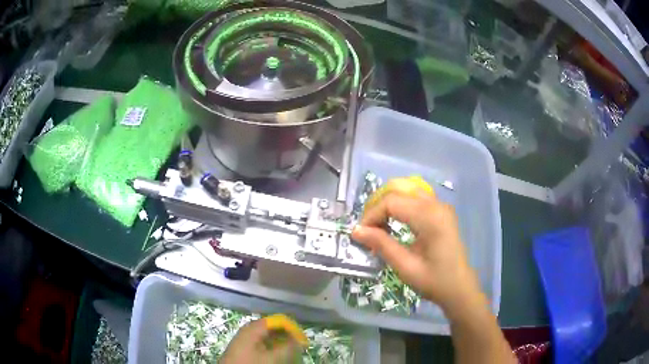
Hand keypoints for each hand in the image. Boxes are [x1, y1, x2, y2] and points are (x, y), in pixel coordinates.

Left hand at [220, 318, 301, 363]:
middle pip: (273, 328)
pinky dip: (273, 348)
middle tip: (298, 347)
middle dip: (287, 336)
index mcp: (254, 328)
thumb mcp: (272, 358)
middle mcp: (249, 330)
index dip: (292, 328)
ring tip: (290, 353)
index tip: (302, 340)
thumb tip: (300, 340)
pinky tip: (277, 356)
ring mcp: (245, 339)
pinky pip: (262, 344)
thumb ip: (288, 348)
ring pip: (268, 337)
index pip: (277, 320)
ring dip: (281, 343)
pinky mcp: (244, 348)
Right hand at [351, 181, 482, 315]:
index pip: (392, 202)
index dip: (372, 215)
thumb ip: (382, 245)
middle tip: (367, 229)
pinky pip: (415, 198)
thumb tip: (356, 230)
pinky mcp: (441, 211)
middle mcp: (436, 204)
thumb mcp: (406, 267)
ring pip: (406, 191)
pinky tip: (394, 223)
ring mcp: (440, 205)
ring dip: (388, 205)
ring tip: (378, 226)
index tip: (361, 234)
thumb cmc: (434, 281)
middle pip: (398, 191)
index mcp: (430, 217)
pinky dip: (400, 206)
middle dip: (378, 207)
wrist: (459, 287)